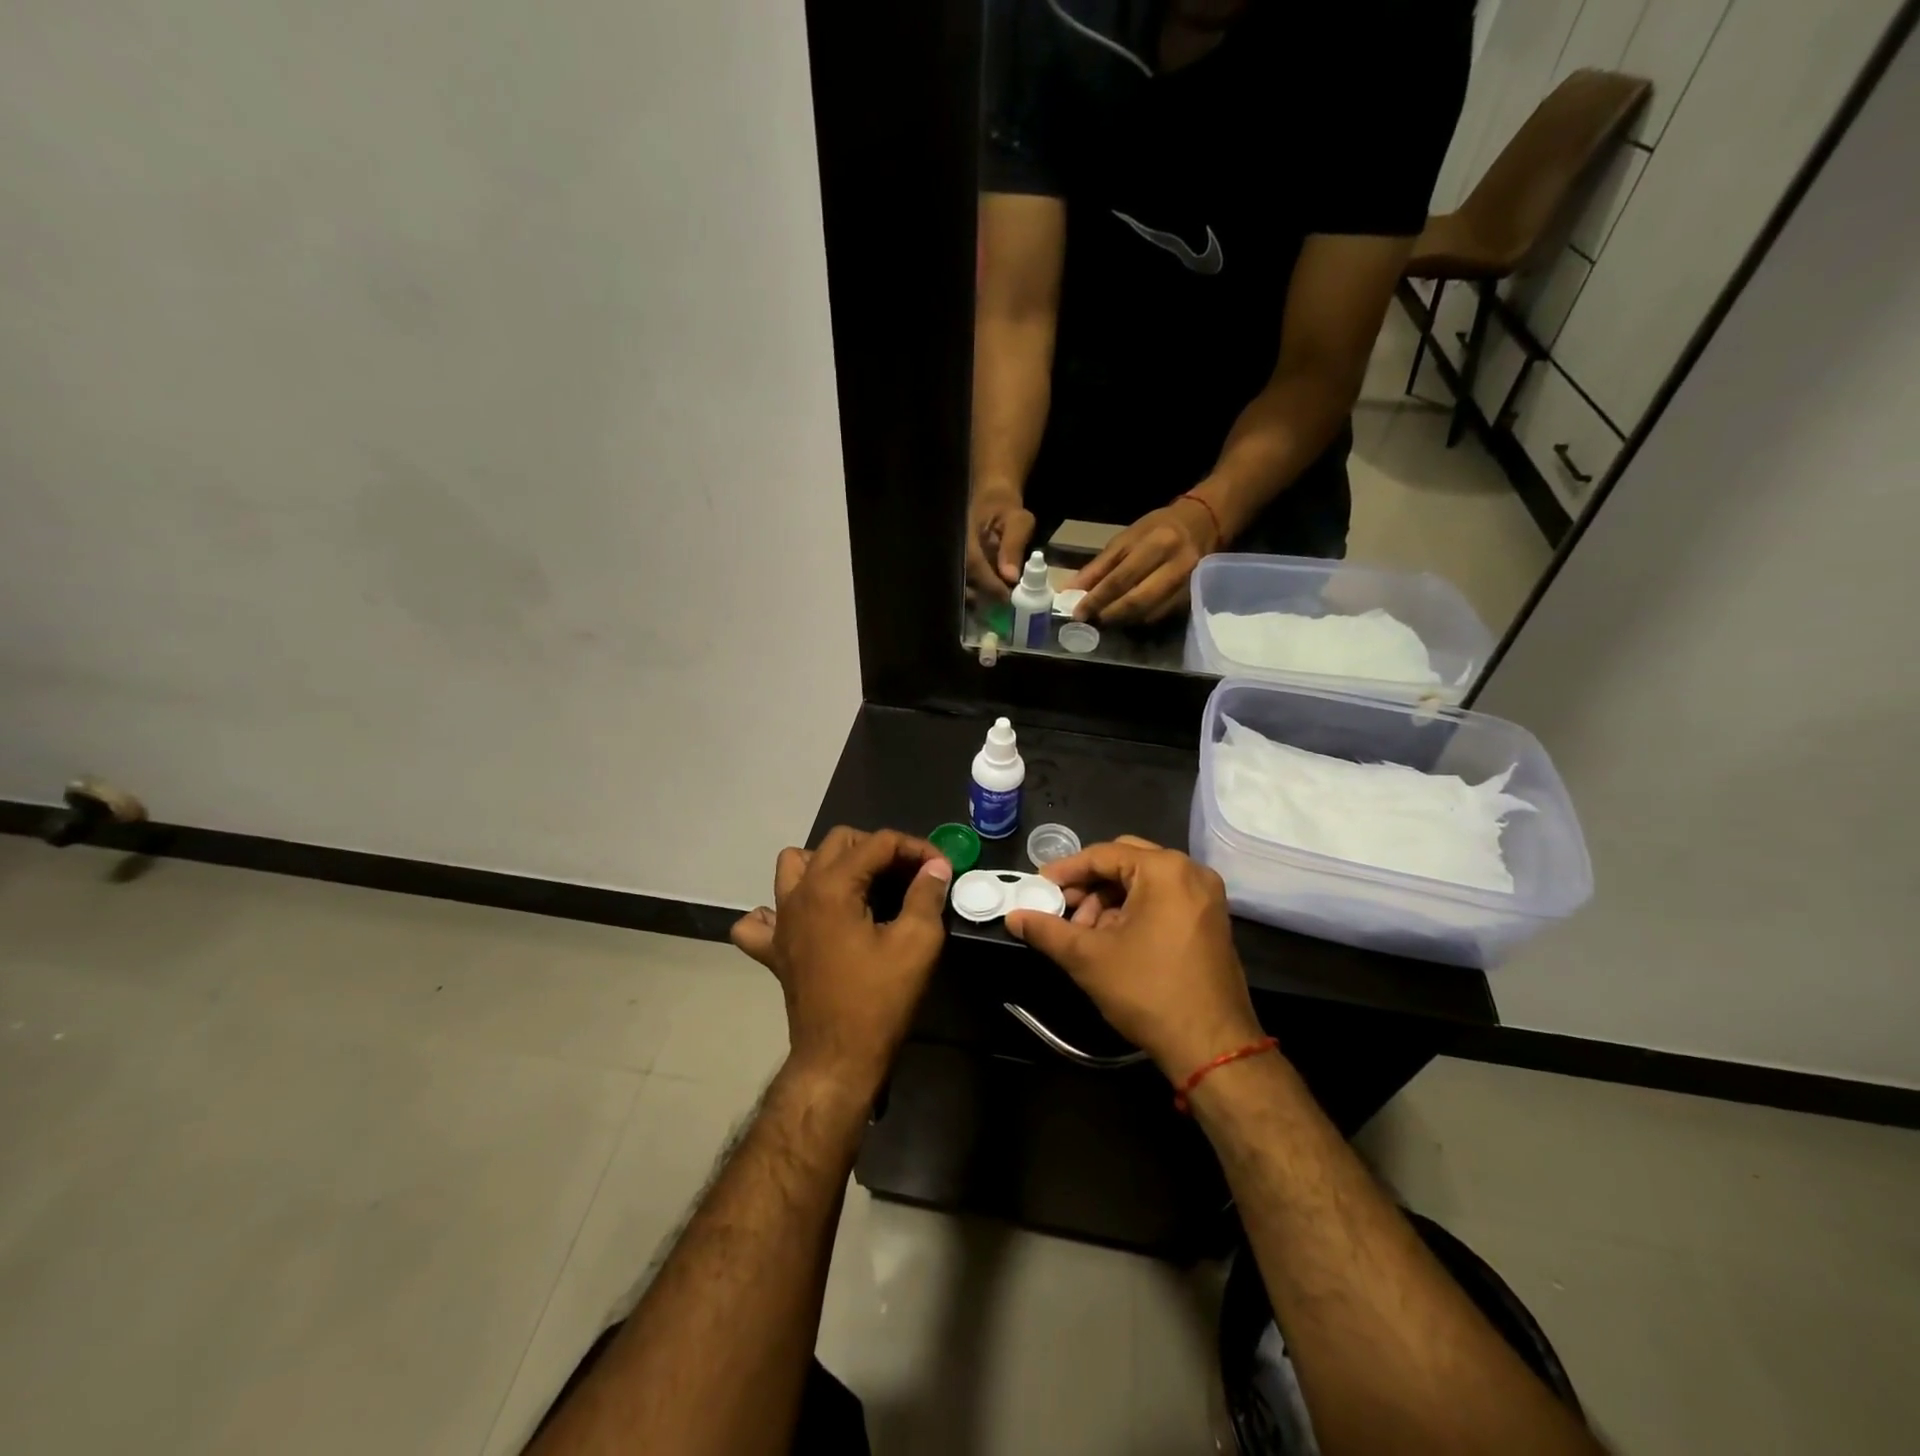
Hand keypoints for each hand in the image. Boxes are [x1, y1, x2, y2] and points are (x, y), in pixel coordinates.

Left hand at [730, 827, 951, 1096]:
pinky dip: (781, 909)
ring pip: (795, 865)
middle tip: (909, 873)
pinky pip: (762, 917)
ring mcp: (780, 921)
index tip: (942, 868)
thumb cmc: (879, 999)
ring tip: (859, 884)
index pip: (878, 843)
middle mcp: (799, 893)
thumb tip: (936, 867)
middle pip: (838, 842)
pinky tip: (807, 920)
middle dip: (878, 848)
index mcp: (832, 886)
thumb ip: (926, 894)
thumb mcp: (917, 943)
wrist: (838, 1059)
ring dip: (828, 863)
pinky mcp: (774, 949)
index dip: (915, 848)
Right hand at [965, 486, 1036, 598]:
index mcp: (965, 535)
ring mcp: (955, 559)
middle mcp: (955, 549)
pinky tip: (993, 598)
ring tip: (999, 605)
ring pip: (962, 584)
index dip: (989, 584)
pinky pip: (966, 583)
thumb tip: (1010, 577)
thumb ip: (1013, 546)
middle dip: (982, 596)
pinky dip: (979, 593)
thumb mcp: (1018, 521)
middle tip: (1002, 606)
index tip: (1006, 597)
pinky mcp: (960, 566)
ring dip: (979, 598)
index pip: (973, 564)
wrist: (991, 499)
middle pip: (962, 580)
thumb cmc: (1006, 509)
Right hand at [1005, 836, 1260, 1079]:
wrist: (1212, 1046)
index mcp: (1165, 870)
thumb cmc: (1148, 991)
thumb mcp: (1088, 957)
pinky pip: (1164, 898)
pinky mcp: (1210, 920)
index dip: (1065, 870)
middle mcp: (1191, 872)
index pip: (1103, 854)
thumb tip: (1014, 917)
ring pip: (1144, 881)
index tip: (1038, 886)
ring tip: (1085, 933)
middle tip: (1062, 907)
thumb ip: (1047, 930)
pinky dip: (1134, 910)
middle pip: (1125, 861)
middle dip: (1089, 884)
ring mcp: (1206, 896)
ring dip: (1109, 900)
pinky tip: (1112, 939)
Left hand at [1070, 498, 1215, 625]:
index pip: (1120, 578)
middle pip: (1136, 600)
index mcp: (1156, 544)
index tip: (1078, 613)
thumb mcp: (1124, 539)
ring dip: (1122, 621)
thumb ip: (1098, 567)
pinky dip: (1139, 620)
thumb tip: (1070, 591)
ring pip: (1149, 613)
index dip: (1096, 599)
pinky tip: (1126, 618)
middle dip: (1109, 614)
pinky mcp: (1193, 597)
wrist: (1203, 524)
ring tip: (1105, 619)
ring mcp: (1188, 584)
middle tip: (1091, 620)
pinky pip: (1161, 616)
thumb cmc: (1156, 529)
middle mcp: (1176, 565)